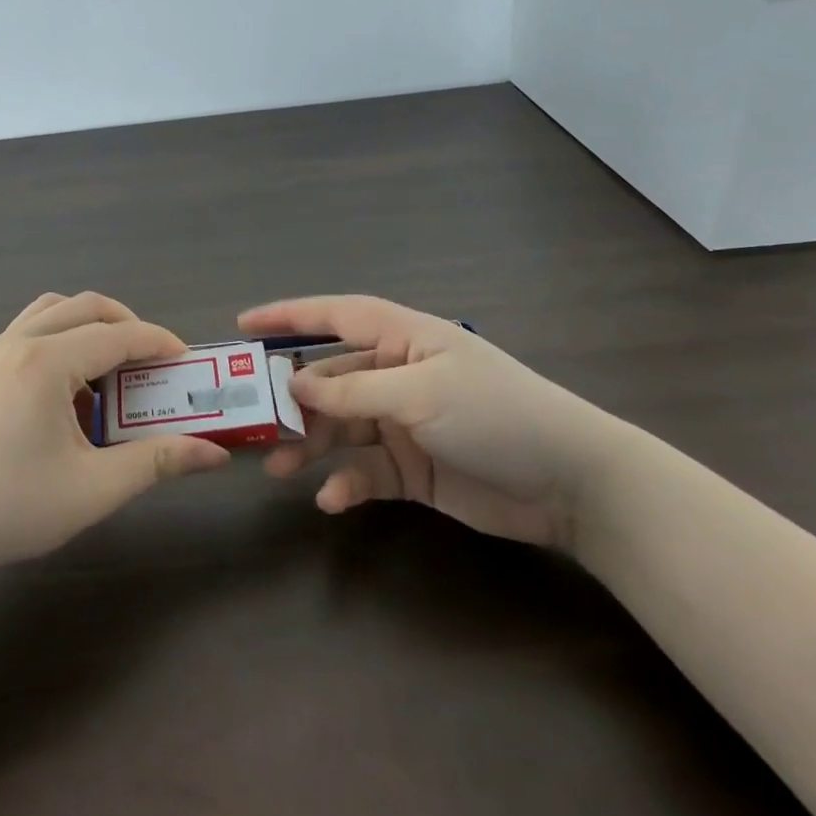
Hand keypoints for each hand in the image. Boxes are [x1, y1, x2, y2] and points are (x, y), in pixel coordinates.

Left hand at [0, 292, 230, 575]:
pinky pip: (32, 329)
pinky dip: (63, 339)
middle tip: (154, 362)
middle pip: (86, 307)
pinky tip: (71, 388)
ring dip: (91, 326)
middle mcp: (19, 342)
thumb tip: (213, 454)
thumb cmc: (13, 507)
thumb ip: (156, 461)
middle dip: (128, 325)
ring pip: (55, 310)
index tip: (186, 361)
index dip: (158, 343)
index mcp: (46, 363)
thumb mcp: (94, 488)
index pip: (117, 335)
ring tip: (112, 368)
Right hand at [240, 296, 632, 548]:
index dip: (288, 316)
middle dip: (293, 401)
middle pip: (329, 379)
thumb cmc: (496, 414)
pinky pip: (364, 470)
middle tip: (256, 425)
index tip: (242, 326)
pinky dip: (345, 483)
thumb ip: (355, 390)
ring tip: (279, 468)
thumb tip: (295, 384)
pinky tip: (331, 499)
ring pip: (340, 427)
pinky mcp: (411, 468)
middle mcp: (397, 375)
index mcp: (403, 339)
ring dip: (311, 446)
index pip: (336, 316)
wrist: (573, 485)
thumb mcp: (422, 394)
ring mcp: (403, 423)